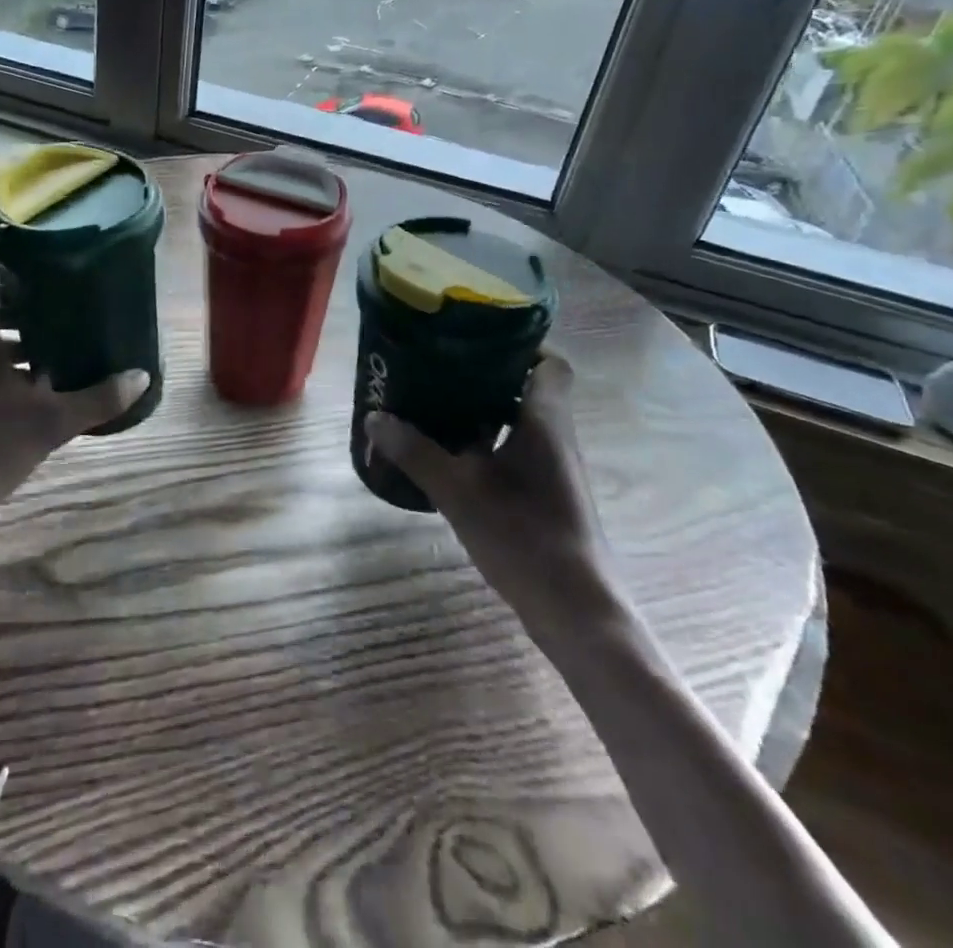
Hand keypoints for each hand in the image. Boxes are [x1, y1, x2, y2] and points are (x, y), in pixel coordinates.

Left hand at [0, 280, 148, 520]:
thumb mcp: (52, 422)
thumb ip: (98, 398)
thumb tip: (141, 377)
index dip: (22, 287)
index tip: (56, 295)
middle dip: (30, 324)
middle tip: (69, 329)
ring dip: (16, 353)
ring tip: (58, 364)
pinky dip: (0, 374)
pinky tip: (32, 397)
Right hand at [364, 353, 622, 641]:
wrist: (577, 612)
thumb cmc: (524, 536)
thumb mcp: (458, 491)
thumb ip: (415, 452)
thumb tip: (375, 418)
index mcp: (545, 421)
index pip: (549, 363)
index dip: (520, 345)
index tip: (475, 340)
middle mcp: (555, 438)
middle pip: (526, 389)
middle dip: (483, 377)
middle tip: (437, 369)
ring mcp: (553, 470)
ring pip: (517, 423)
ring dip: (480, 413)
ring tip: (432, 407)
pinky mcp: (547, 497)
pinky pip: (514, 453)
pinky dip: (484, 446)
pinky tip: (449, 458)